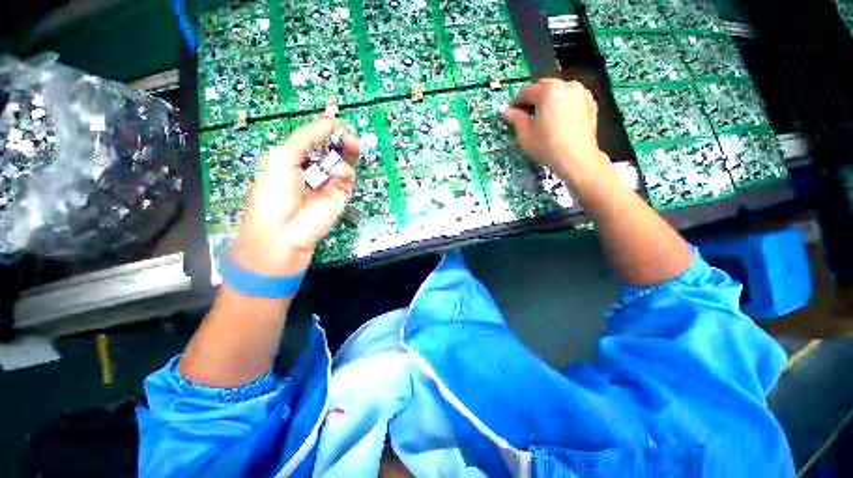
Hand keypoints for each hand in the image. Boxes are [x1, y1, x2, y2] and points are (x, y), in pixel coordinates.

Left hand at [231, 117, 358, 275]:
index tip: (333, 115)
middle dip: (338, 138)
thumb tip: (328, 121)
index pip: (313, 139)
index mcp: (294, 158)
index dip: (323, 127)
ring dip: (348, 150)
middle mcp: (313, 169)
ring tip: (351, 140)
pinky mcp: (341, 195)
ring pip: (343, 161)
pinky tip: (340, 172)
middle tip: (346, 129)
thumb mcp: (282, 157)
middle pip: (331, 149)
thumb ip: (306, 138)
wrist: (283, 229)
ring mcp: (328, 182)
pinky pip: (347, 178)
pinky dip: (345, 172)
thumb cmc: (274, 192)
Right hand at [501, 79, 607, 178]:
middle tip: (524, 113)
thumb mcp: (525, 135)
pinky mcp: (590, 103)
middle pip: (544, 87)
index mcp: (548, 91)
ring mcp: (581, 92)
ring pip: (558, 91)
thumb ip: (515, 118)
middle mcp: (566, 85)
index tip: (509, 113)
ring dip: (547, 99)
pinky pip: (570, 98)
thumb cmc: (547, 146)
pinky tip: (557, 118)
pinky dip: (561, 103)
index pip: (526, 92)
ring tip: (541, 115)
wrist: (577, 159)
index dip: (515, 102)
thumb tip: (506, 111)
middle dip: (532, 98)